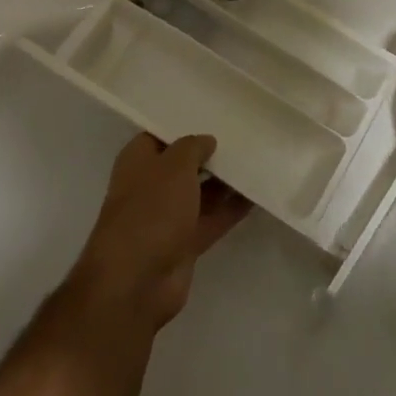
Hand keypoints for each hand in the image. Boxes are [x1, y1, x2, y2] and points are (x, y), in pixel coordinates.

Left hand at [65, 133, 250, 330]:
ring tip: (256, 161)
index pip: (160, 135)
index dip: (184, 125)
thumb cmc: (151, 210)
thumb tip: (206, 141)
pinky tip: (257, 194)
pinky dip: (232, 209)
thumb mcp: (174, 166)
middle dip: (209, 154)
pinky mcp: (185, 243)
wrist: (137, 280)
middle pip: (183, 164)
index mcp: (137, 161)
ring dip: (224, 181)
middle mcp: (151, 186)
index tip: (215, 115)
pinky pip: (213, 219)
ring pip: (200, 192)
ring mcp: (168, 217)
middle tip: (244, 136)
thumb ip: (192, 147)